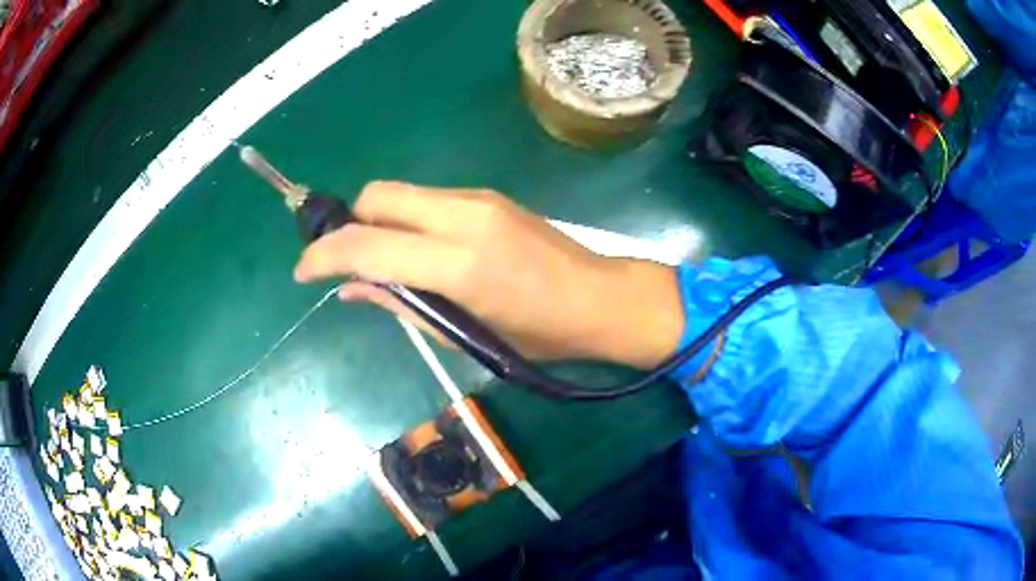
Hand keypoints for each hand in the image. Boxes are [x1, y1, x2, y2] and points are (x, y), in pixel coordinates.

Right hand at [294, 182, 683, 369]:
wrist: (601, 298)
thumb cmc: (541, 335)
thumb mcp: (465, 334)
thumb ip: (402, 305)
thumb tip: (351, 291)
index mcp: (460, 261)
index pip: (369, 244)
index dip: (325, 255)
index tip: (303, 272)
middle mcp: (464, 215)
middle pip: (378, 196)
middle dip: (349, 224)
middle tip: (347, 263)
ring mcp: (479, 198)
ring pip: (401, 193)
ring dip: (378, 221)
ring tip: (383, 261)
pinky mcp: (488, 196)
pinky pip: (427, 199)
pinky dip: (406, 219)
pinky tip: (418, 250)